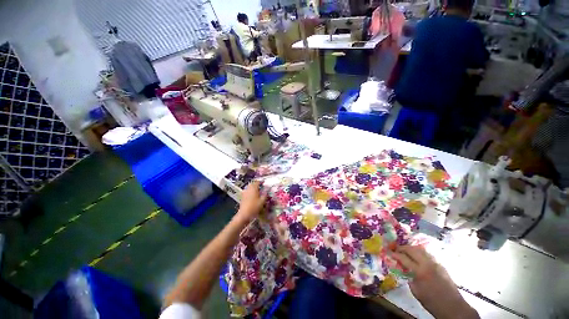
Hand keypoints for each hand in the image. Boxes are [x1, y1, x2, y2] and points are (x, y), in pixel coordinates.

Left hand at [235, 181, 266, 223]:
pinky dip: (250, 191)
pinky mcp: (242, 197)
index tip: (264, 182)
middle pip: (252, 183)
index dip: (261, 181)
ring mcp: (244, 192)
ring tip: (257, 190)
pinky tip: (252, 195)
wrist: (244, 214)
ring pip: (249, 187)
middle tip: (260, 186)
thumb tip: (267, 190)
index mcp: (254, 188)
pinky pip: (247, 191)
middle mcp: (248, 189)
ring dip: (253, 187)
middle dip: (256, 184)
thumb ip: (265, 194)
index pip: (257, 182)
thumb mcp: (262, 201)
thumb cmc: (254, 207)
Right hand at [392, 245, 478, 318]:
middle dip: (402, 247)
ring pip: (421, 249)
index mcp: (420, 272)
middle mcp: (428, 264)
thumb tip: (404, 269)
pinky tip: (417, 257)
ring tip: (405, 251)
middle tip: (395, 249)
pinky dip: (420, 252)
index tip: (389, 252)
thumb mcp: (416, 292)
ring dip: (411, 248)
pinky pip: (428, 254)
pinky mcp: (441, 265)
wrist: (453, 307)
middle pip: (413, 249)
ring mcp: (436, 263)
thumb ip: (409, 277)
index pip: (404, 258)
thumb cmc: (432, 302)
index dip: (395, 254)